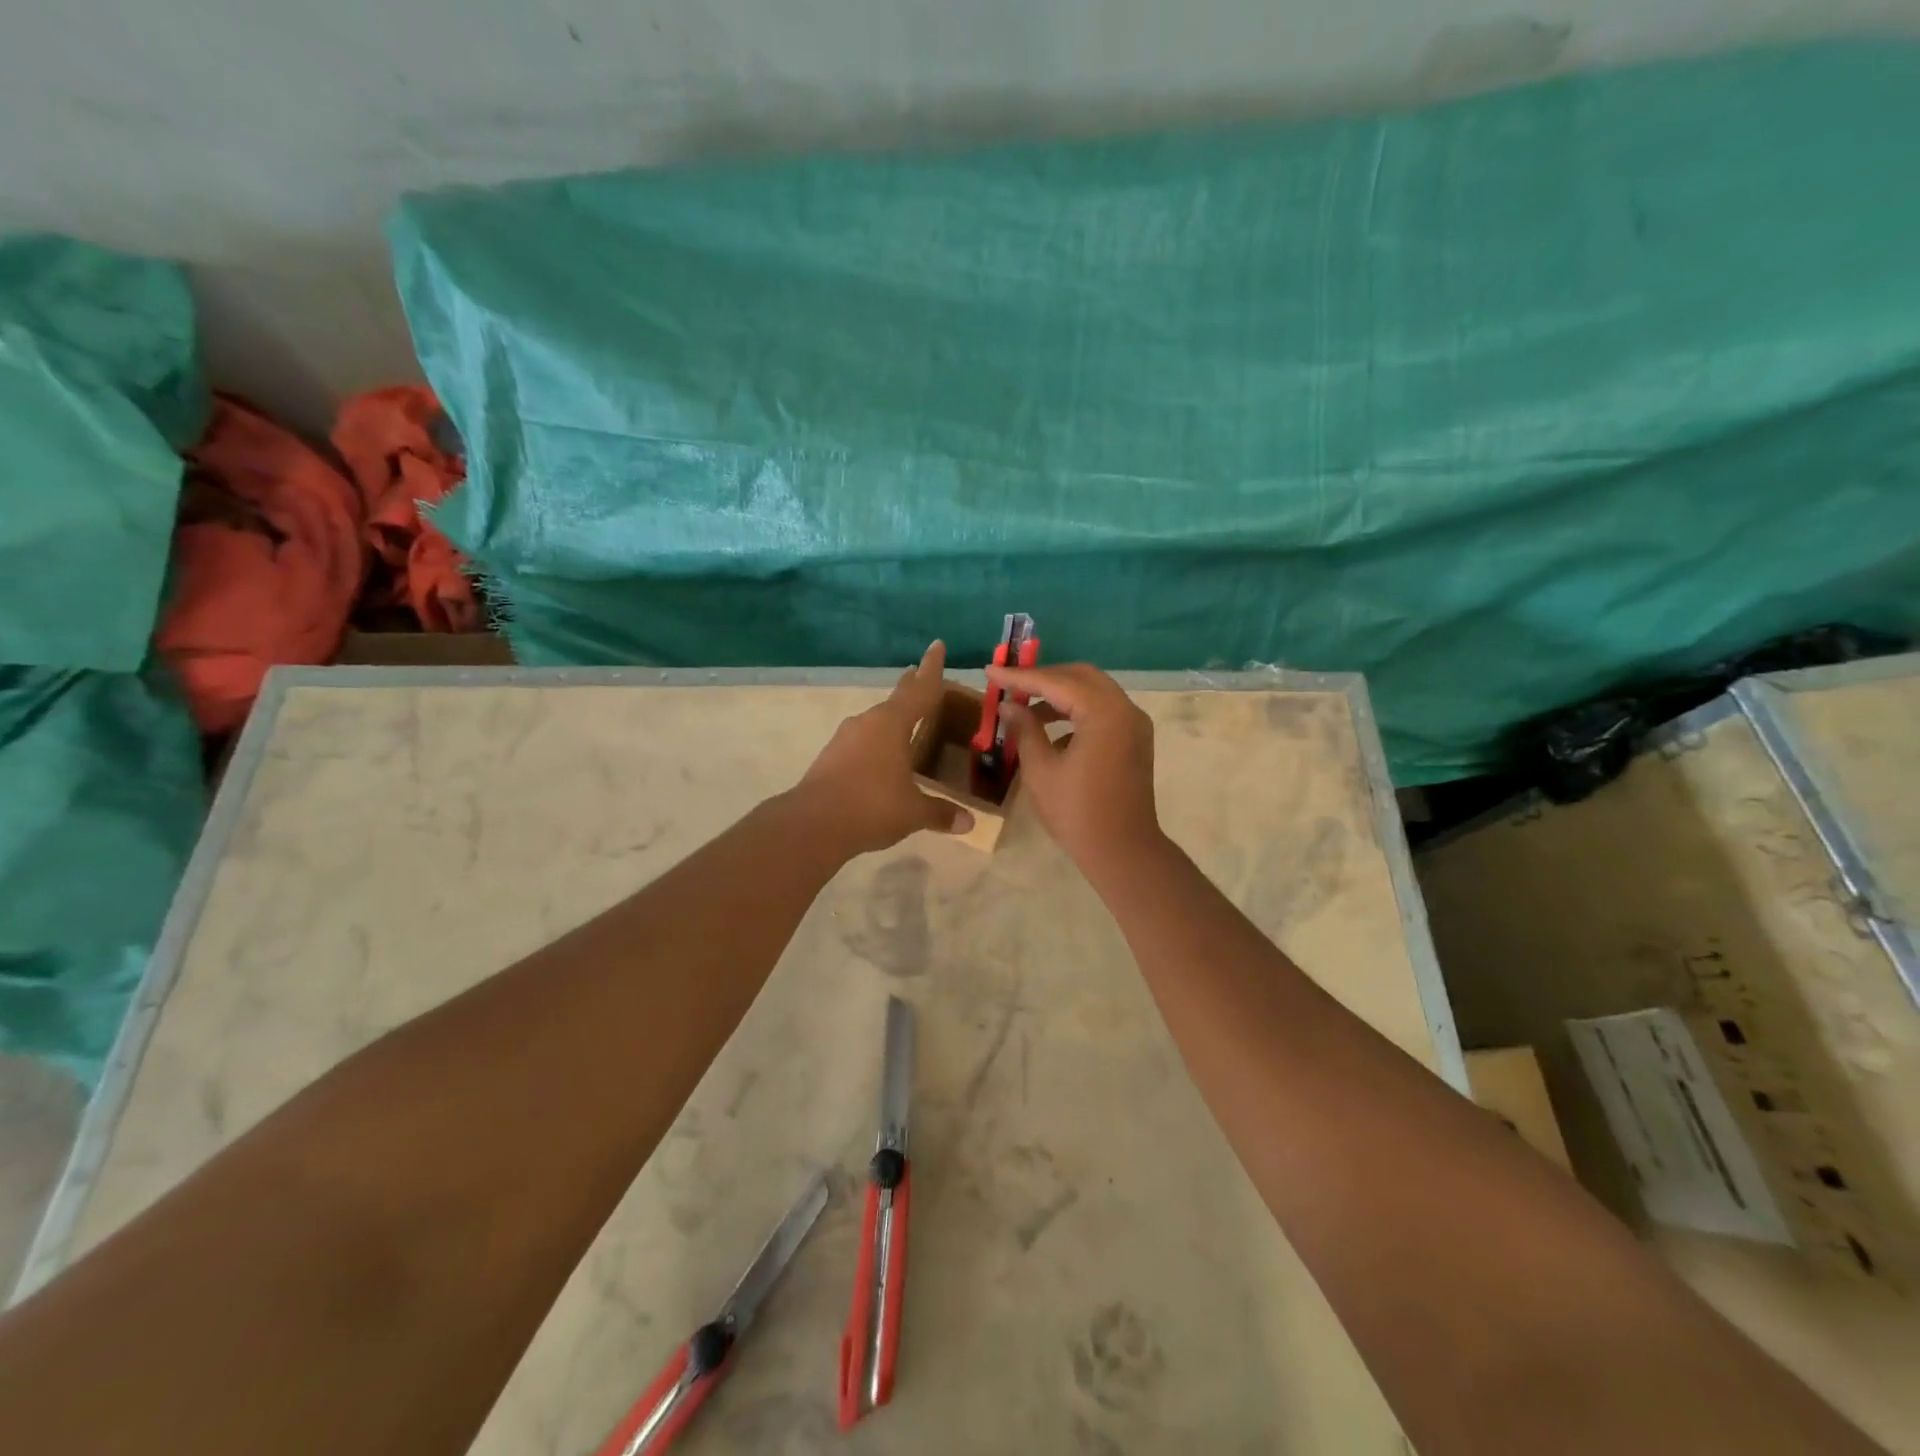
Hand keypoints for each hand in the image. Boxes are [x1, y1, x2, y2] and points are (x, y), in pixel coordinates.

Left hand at [794, 642, 973, 854]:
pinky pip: (862, 742)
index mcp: (892, 724)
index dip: (932, 668)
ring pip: (876, 722)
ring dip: (892, 720)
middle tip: (919, 674)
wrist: (812, 824)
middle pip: (896, 699)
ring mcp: (845, 738)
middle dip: (910, 687)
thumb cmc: (871, 807)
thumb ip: (940, 813)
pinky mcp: (831, 757)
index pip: (921, 689)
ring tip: (906, 725)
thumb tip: (969, 823)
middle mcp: (868, 723)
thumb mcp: (913, 812)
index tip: (937, 644)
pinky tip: (881, 760)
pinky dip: (877, 744)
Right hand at [989, 662, 1160, 869]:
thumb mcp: (1041, 769)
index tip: (990, 671)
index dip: (1020, 677)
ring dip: (1060, 694)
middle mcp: (1125, 709)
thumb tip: (1008, 705)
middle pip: (1080, 677)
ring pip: (1094, 692)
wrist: (1123, 851)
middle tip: (1010, 684)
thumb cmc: (1077, 812)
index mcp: (1104, 712)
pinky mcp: (1135, 740)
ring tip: (1024, 707)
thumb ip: (1025, 729)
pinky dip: (1077, 711)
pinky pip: (1103, 711)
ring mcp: (1134, 724)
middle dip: (1044, 678)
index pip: (1056, 682)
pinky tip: (1051, 730)